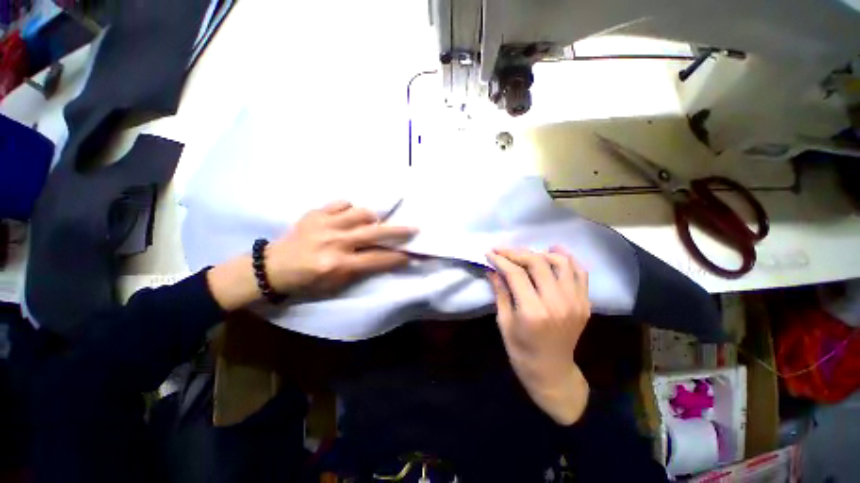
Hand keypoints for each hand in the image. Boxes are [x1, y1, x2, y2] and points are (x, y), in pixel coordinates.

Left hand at [207, 201, 415, 310]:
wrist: (273, 267)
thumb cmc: (308, 281)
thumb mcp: (336, 283)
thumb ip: (361, 269)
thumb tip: (384, 256)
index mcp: (339, 265)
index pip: (378, 259)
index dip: (397, 258)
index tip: (411, 255)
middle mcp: (335, 242)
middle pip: (375, 233)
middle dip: (399, 232)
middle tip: (414, 228)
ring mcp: (325, 224)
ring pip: (361, 212)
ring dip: (372, 218)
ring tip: (373, 222)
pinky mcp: (315, 213)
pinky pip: (342, 203)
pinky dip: (350, 208)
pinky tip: (349, 215)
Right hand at [486, 247, 591, 424]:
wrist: (552, 371)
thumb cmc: (521, 350)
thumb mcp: (504, 322)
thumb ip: (500, 292)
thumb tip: (492, 269)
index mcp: (533, 312)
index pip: (516, 274)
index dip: (501, 260)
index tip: (490, 253)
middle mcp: (556, 303)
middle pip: (538, 263)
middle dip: (516, 253)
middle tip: (503, 251)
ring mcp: (575, 302)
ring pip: (561, 263)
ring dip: (541, 253)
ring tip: (526, 253)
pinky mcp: (584, 303)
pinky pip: (580, 273)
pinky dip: (567, 259)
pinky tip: (554, 253)